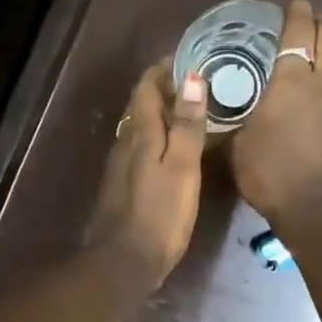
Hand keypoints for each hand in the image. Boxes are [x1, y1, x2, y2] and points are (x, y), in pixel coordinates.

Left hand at [85, 59, 208, 285]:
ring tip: (194, 115)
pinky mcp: (123, 188)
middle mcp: (125, 144)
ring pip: (141, 130)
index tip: (190, 59)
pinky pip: (141, 151)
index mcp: (139, 134)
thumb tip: (191, 76)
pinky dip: (159, 142)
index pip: (146, 87)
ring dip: (163, 117)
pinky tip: (176, 153)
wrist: (124, 262)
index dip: (164, 70)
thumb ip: (187, 125)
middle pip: (142, 107)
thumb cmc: (159, 215)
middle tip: (200, 85)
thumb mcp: (181, 168)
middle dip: (167, 91)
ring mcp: (120, 167)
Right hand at [232, 0, 321, 227]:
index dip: (295, 13)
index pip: (298, 31)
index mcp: (292, 80)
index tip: (292, 4)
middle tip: (302, 27)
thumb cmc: (270, 174)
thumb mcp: (237, 145)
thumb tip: (227, 111)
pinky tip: (316, 98)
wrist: (317, 209)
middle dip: (318, 23)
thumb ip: (236, 119)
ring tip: (309, 60)